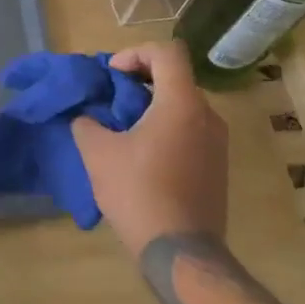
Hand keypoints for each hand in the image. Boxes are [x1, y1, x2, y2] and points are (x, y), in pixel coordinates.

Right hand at [71, 43, 227, 260]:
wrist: (181, 251)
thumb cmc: (138, 192)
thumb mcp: (98, 153)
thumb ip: (86, 123)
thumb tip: (86, 116)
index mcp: (182, 103)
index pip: (167, 52)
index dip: (135, 53)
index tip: (112, 74)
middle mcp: (207, 116)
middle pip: (175, 77)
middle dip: (140, 80)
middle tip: (112, 99)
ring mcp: (218, 143)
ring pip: (183, 105)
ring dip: (153, 105)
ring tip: (123, 127)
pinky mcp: (218, 166)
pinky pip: (191, 130)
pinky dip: (166, 127)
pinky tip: (142, 154)